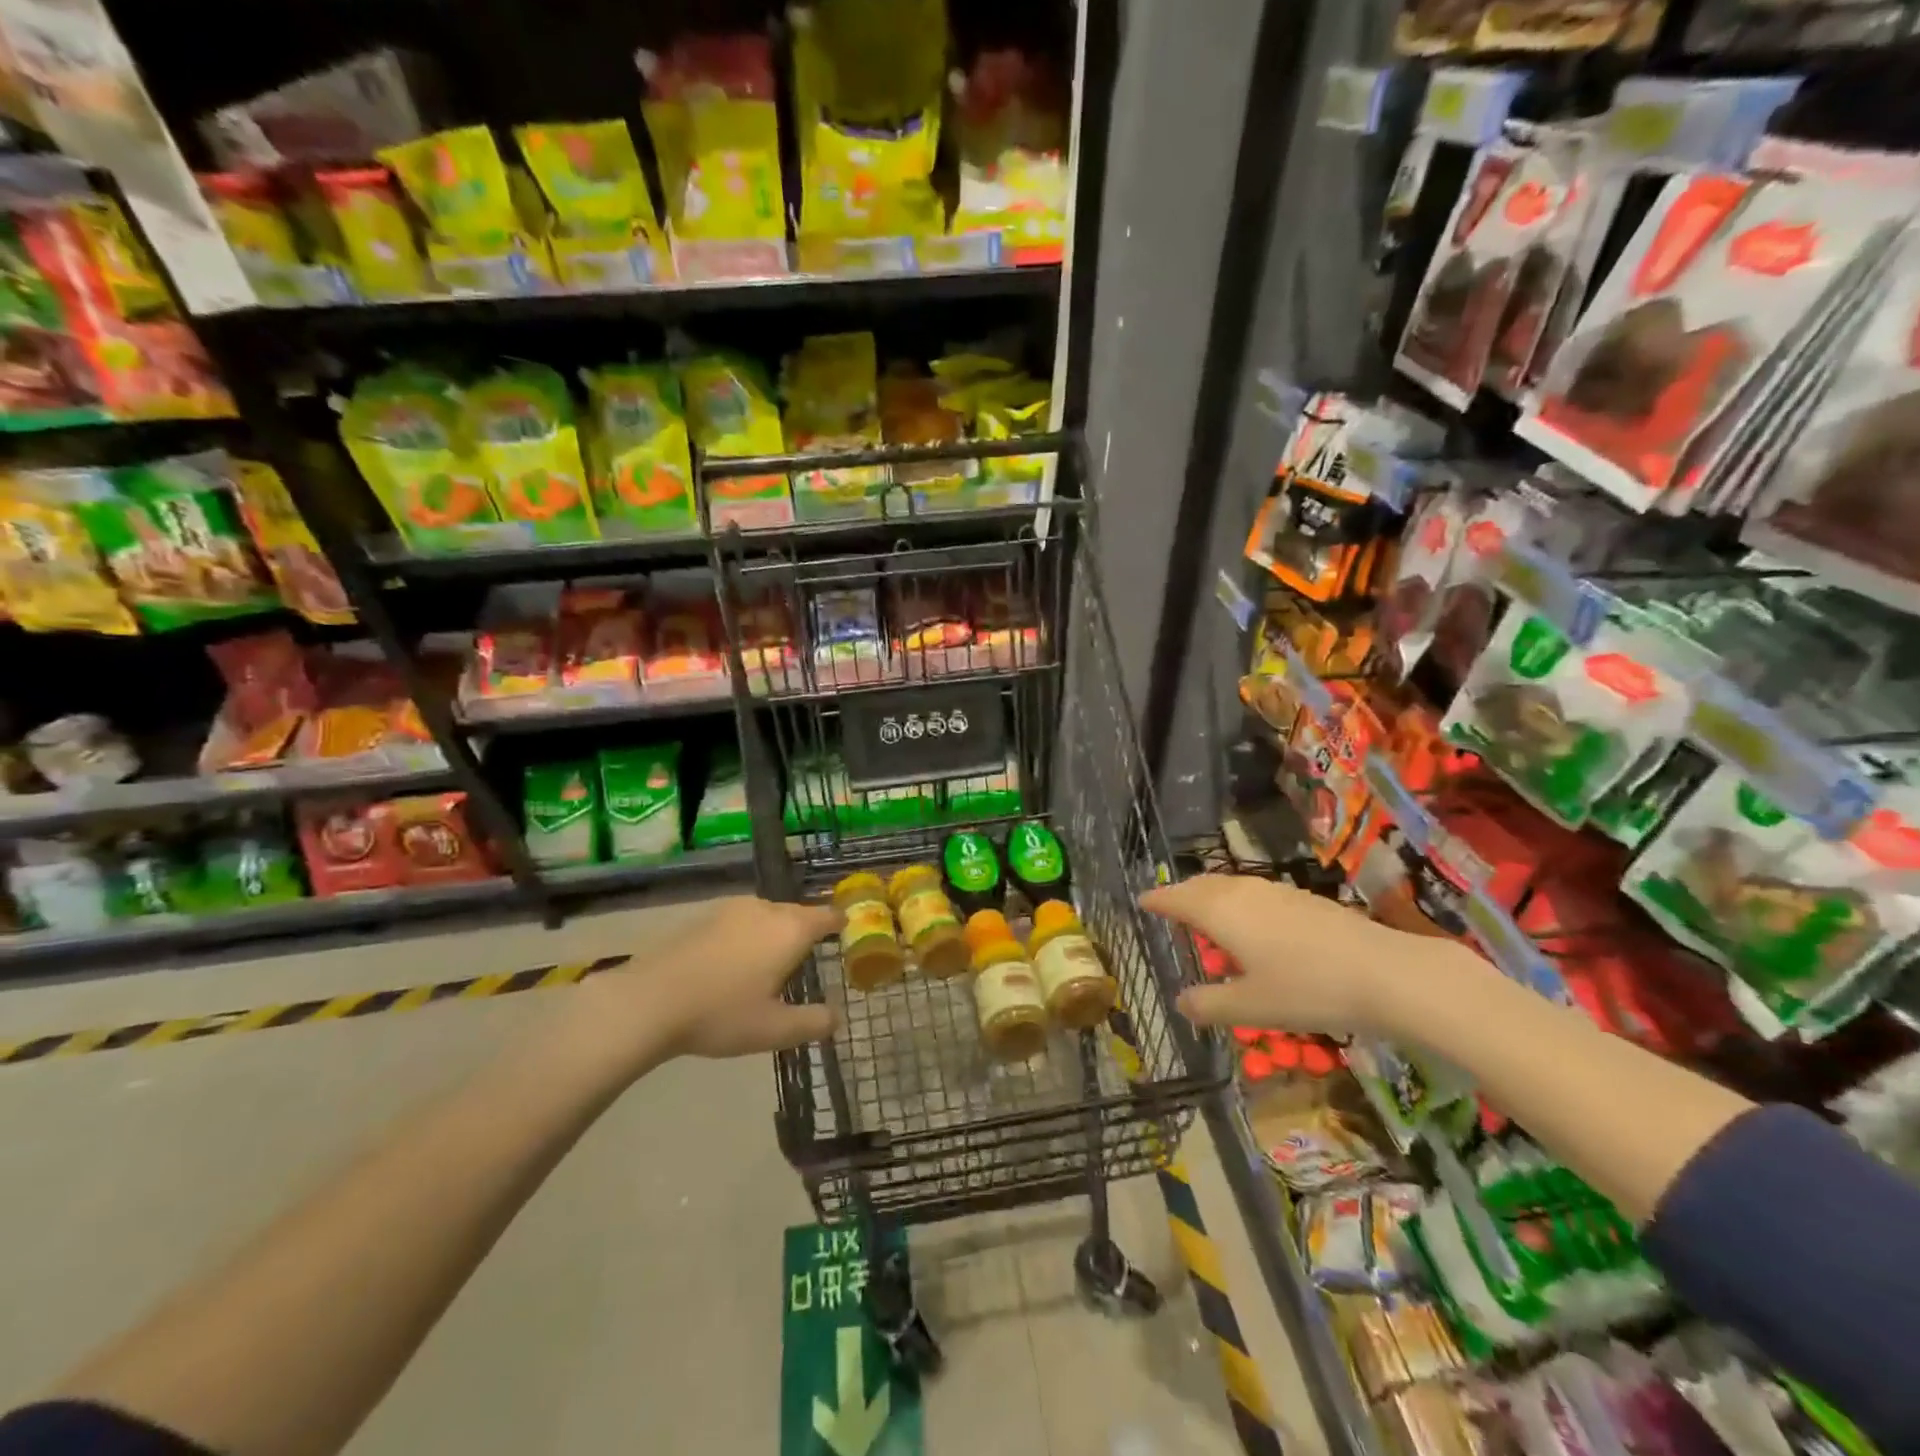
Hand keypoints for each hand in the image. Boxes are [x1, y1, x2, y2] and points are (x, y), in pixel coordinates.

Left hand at [575, 896, 838, 1064]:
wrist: (648, 1000)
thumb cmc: (720, 1013)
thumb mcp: (774, 1029)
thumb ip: (813, 1023)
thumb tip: (837, 1017)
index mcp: (790, 930)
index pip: (826, 916)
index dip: (840, 923)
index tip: (849, 930)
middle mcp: (766, 909)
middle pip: (797, 913)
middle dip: (807, 931)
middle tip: (811, 956)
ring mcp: (732, 909)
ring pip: (767, 915)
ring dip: (775, 932)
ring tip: (773, 961)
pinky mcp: (704, 916)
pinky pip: (740, 921)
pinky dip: (748, 935)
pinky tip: (735, 962)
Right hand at [1140, 876, 1428, 1034]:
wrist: (1385, 973)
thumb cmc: (1307, 989)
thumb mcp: (1251, 1007)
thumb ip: (1210, 1004)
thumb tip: (1180, 1002)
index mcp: (1220, 912)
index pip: (1176, 899)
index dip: (1157, 900)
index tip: (1141, 901)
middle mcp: (1243, 893)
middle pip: (1202, 886)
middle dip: (1182, 895)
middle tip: (1169, 909)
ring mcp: (1276, 892)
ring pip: (1230, 887)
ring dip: (1211, 899)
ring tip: (1207, 921)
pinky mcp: (1303, 900)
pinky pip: (1254, 894)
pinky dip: (1238, 904)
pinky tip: (1253, 929)